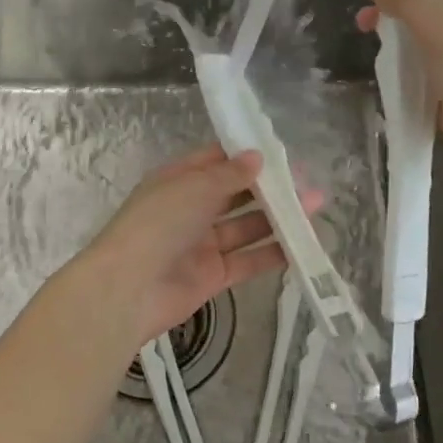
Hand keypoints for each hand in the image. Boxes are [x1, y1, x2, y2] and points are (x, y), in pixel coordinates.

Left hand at [71, 146, 307, 349]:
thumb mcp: (193, 188)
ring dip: (277, 219)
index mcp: (178, 181)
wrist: (129, 289)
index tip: (282, 154)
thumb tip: (257, 157)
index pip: (216, 162)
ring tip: (314, 208)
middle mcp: (190, 209)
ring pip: (246, 227)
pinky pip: (248, 260)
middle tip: (307, 184)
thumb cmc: (157, 224)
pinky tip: (302, 245)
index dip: (247, 156)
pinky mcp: (213, 276)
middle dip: (269, 189)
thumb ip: (229, 175)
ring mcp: (202, 244)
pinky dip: (272, 253)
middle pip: (235, 194)